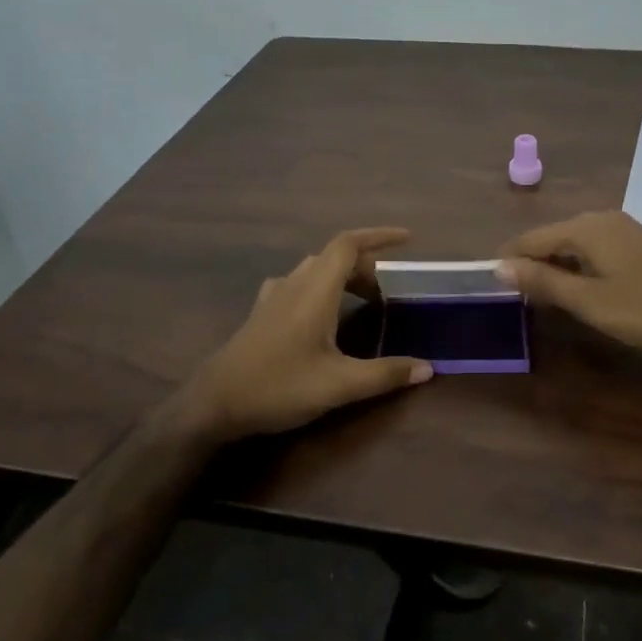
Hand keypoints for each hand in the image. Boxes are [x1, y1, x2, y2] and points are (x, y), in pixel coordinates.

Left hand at [186, 228, 433, 440]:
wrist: (213, 404)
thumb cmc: (278, 387)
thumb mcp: (339, 385)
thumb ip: (385, 374)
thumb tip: (428, 368)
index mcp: (315, 291)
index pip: (348, 245)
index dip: (379, 236)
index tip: (408, 239)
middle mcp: (294, 284)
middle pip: (334, 256)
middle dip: (366, 266)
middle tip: (387, 294)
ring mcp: (273, 297)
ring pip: (315, 270)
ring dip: (343, 276)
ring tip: (362, 301)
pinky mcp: (261, 313)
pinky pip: (298, 285)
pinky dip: (321, 288)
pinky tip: (322, 314)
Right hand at [498, 211, 641, 356]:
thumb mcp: (592, 302)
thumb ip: (544, 282)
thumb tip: (498, 266)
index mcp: (585, 228)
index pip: (530, 239)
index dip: (509, 263)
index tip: (493, 290)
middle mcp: (602, 219)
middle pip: (551, 238)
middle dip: (531, 266)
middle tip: (518, 302)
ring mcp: (624, 230)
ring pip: (574, 245)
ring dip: (556, 269)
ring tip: (544, 301)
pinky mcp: (640, 245)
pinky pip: (595, 251)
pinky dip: (580, 269)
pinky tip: (582, 293)